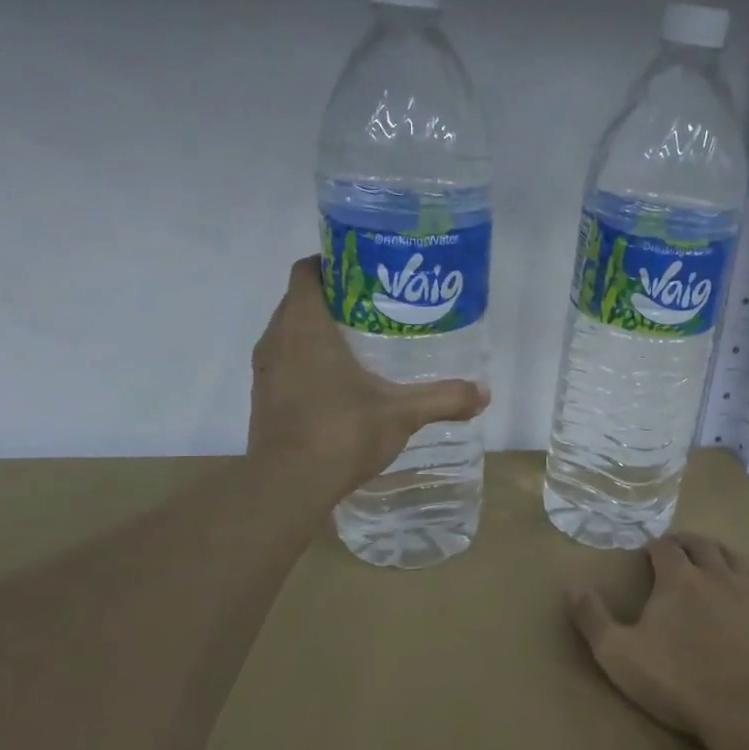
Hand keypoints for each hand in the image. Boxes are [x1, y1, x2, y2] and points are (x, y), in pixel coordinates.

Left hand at [248, 256, 489, 503]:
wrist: (287, 486)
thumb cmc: (341, 432)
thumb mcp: (402, 413)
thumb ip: (443, 398)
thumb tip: (484, 393)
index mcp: (305, 326)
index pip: (308, 271)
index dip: (334, 263)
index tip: (368, 271)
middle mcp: (277, 339)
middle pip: (301, 299)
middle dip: (336, 297)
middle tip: (378, 306)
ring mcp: (266, 370)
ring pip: (291, 332)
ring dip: (320, 330)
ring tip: (363, 342)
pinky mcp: (264, 397)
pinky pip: (286, 361)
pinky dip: (309, 359)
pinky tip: (341, 382)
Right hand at [565, 533, 748, 736]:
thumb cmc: (678, 680)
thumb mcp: (618, 654)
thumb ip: (593, 618)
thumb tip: (572, 586)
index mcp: (678, 579)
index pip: (665, 548)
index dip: (654, 545)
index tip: (647, 550)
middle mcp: (716, 576)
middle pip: (701, 545)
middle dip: (685, 542)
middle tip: (676, 546)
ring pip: (734, 558)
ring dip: (718, 551)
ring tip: (711, 555)